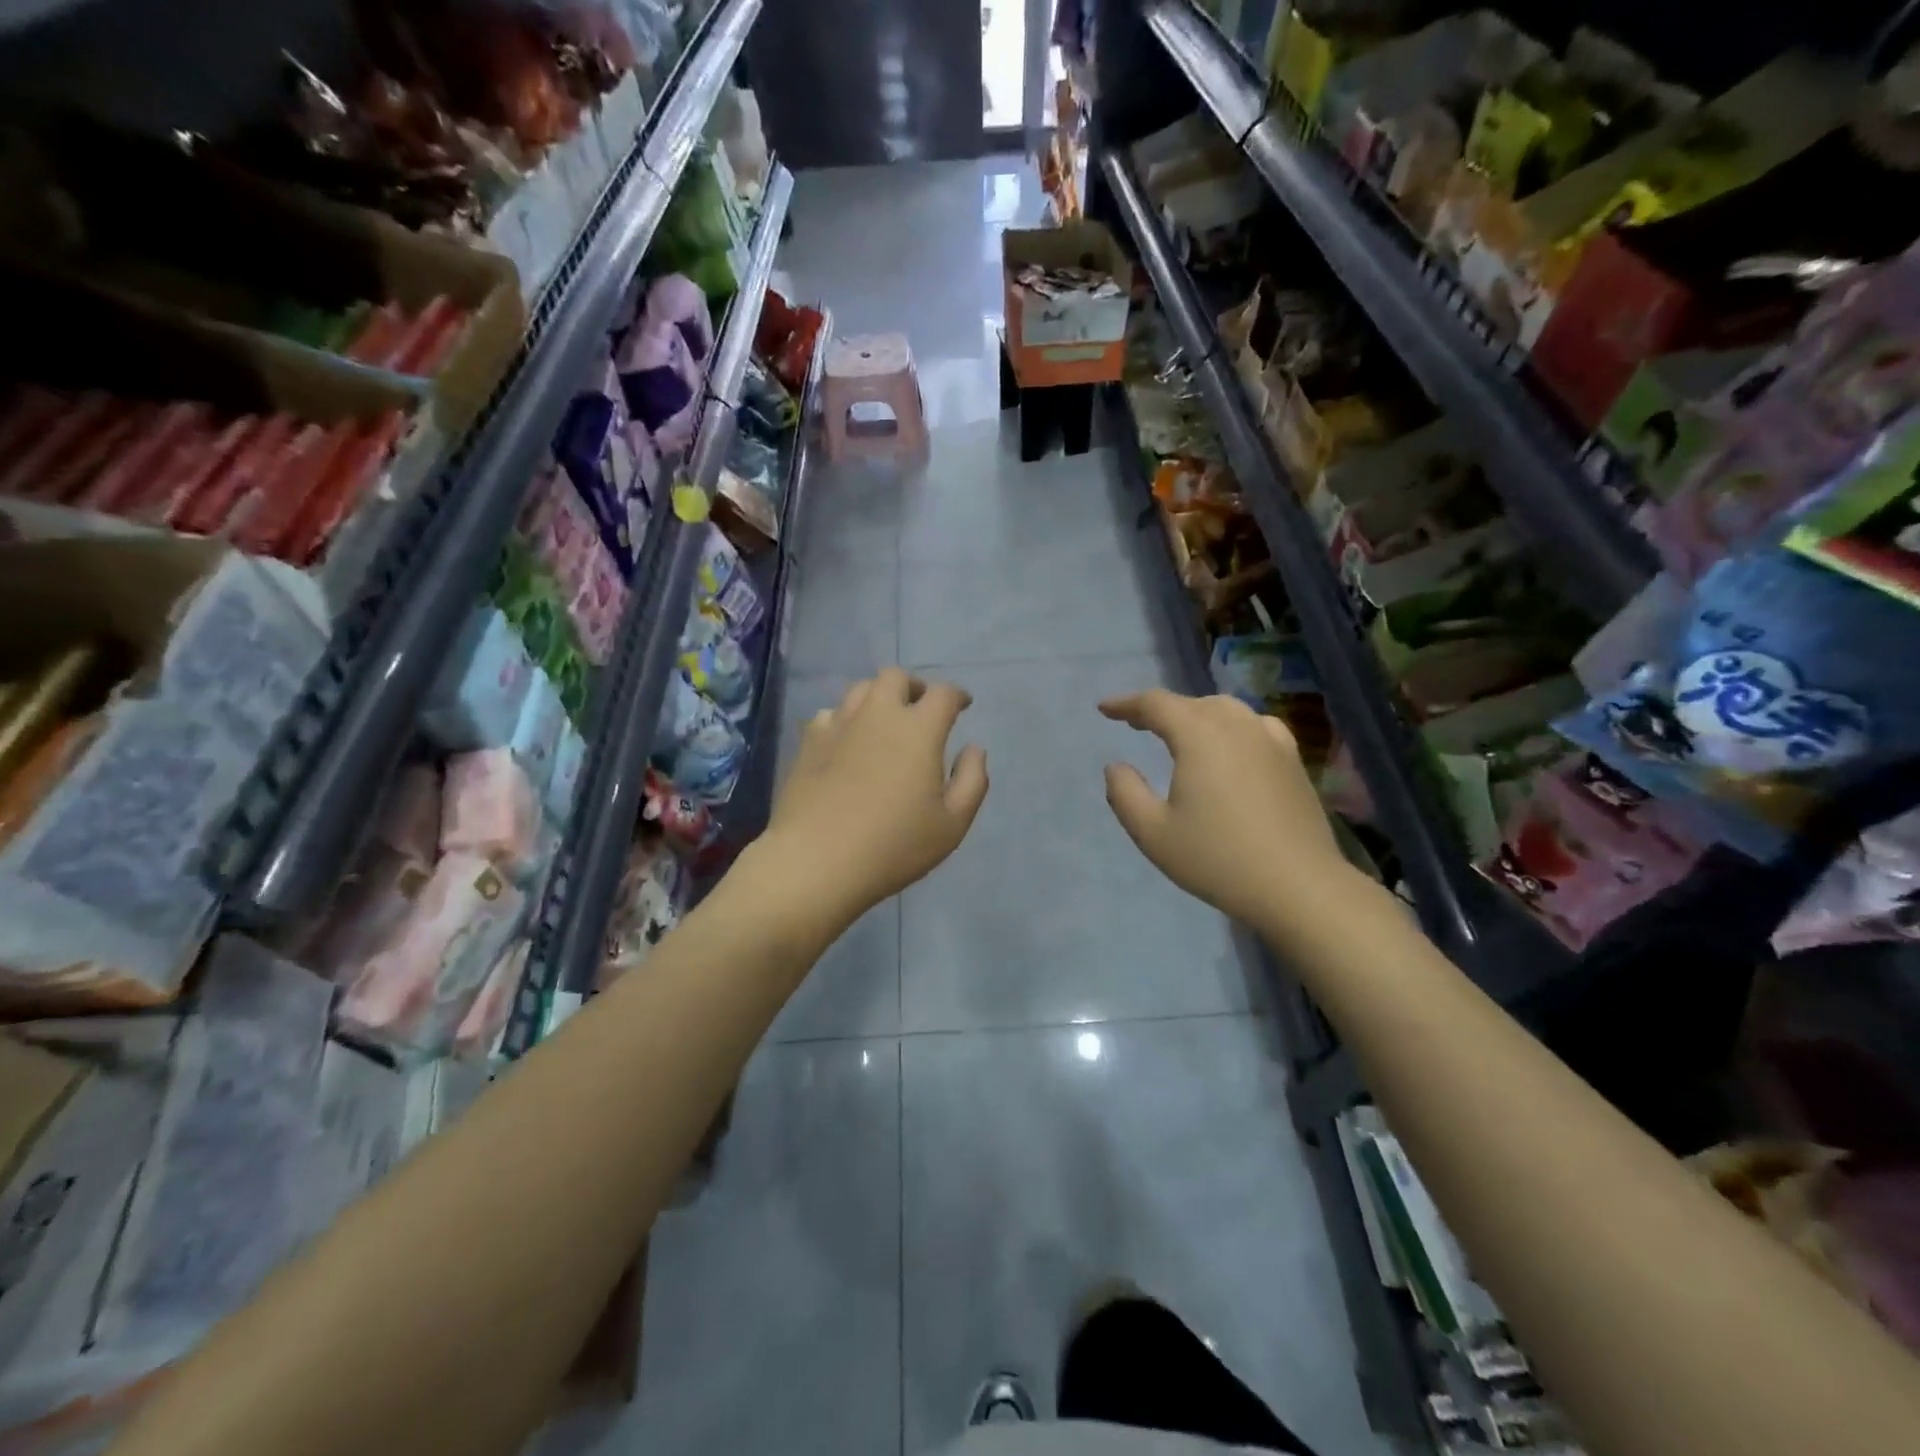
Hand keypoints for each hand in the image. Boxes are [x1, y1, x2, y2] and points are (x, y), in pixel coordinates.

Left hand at [764, 668, 988, 921]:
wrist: (816, 860)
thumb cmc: (894, 845)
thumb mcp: (952, 824)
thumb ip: (972, 780)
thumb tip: (974, 748)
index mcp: (918, 729)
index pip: (943, 694)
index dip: (957, 696)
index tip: (963, 706)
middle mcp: (877, 714)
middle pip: (896, 677)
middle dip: (914, 687)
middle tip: (921, 709)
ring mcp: (838, 725)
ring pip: (860, 689)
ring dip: (878, 697)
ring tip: (885, 722)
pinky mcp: (808, 742)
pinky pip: (830, 714)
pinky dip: (846, 720)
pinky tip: (847, 742)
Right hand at [1100, 690, 1351, 929]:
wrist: (1298, 885)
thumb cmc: (1217, 858)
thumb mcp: (1153, 833)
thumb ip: (1125, 794)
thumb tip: (1116, 767)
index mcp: (1199, 735)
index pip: (1155, 704)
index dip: (1126, 704)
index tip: (1105, 709)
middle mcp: (1236, 725)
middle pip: (1191, 703)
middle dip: (1160, 710)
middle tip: (1136, 724)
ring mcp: (1270, 740)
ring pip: (1225, 711)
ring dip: (1195, 715)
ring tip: (1179, 734)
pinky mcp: (1292, 760)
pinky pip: (1254, 726)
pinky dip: (1230, 727)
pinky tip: (1231, 746)